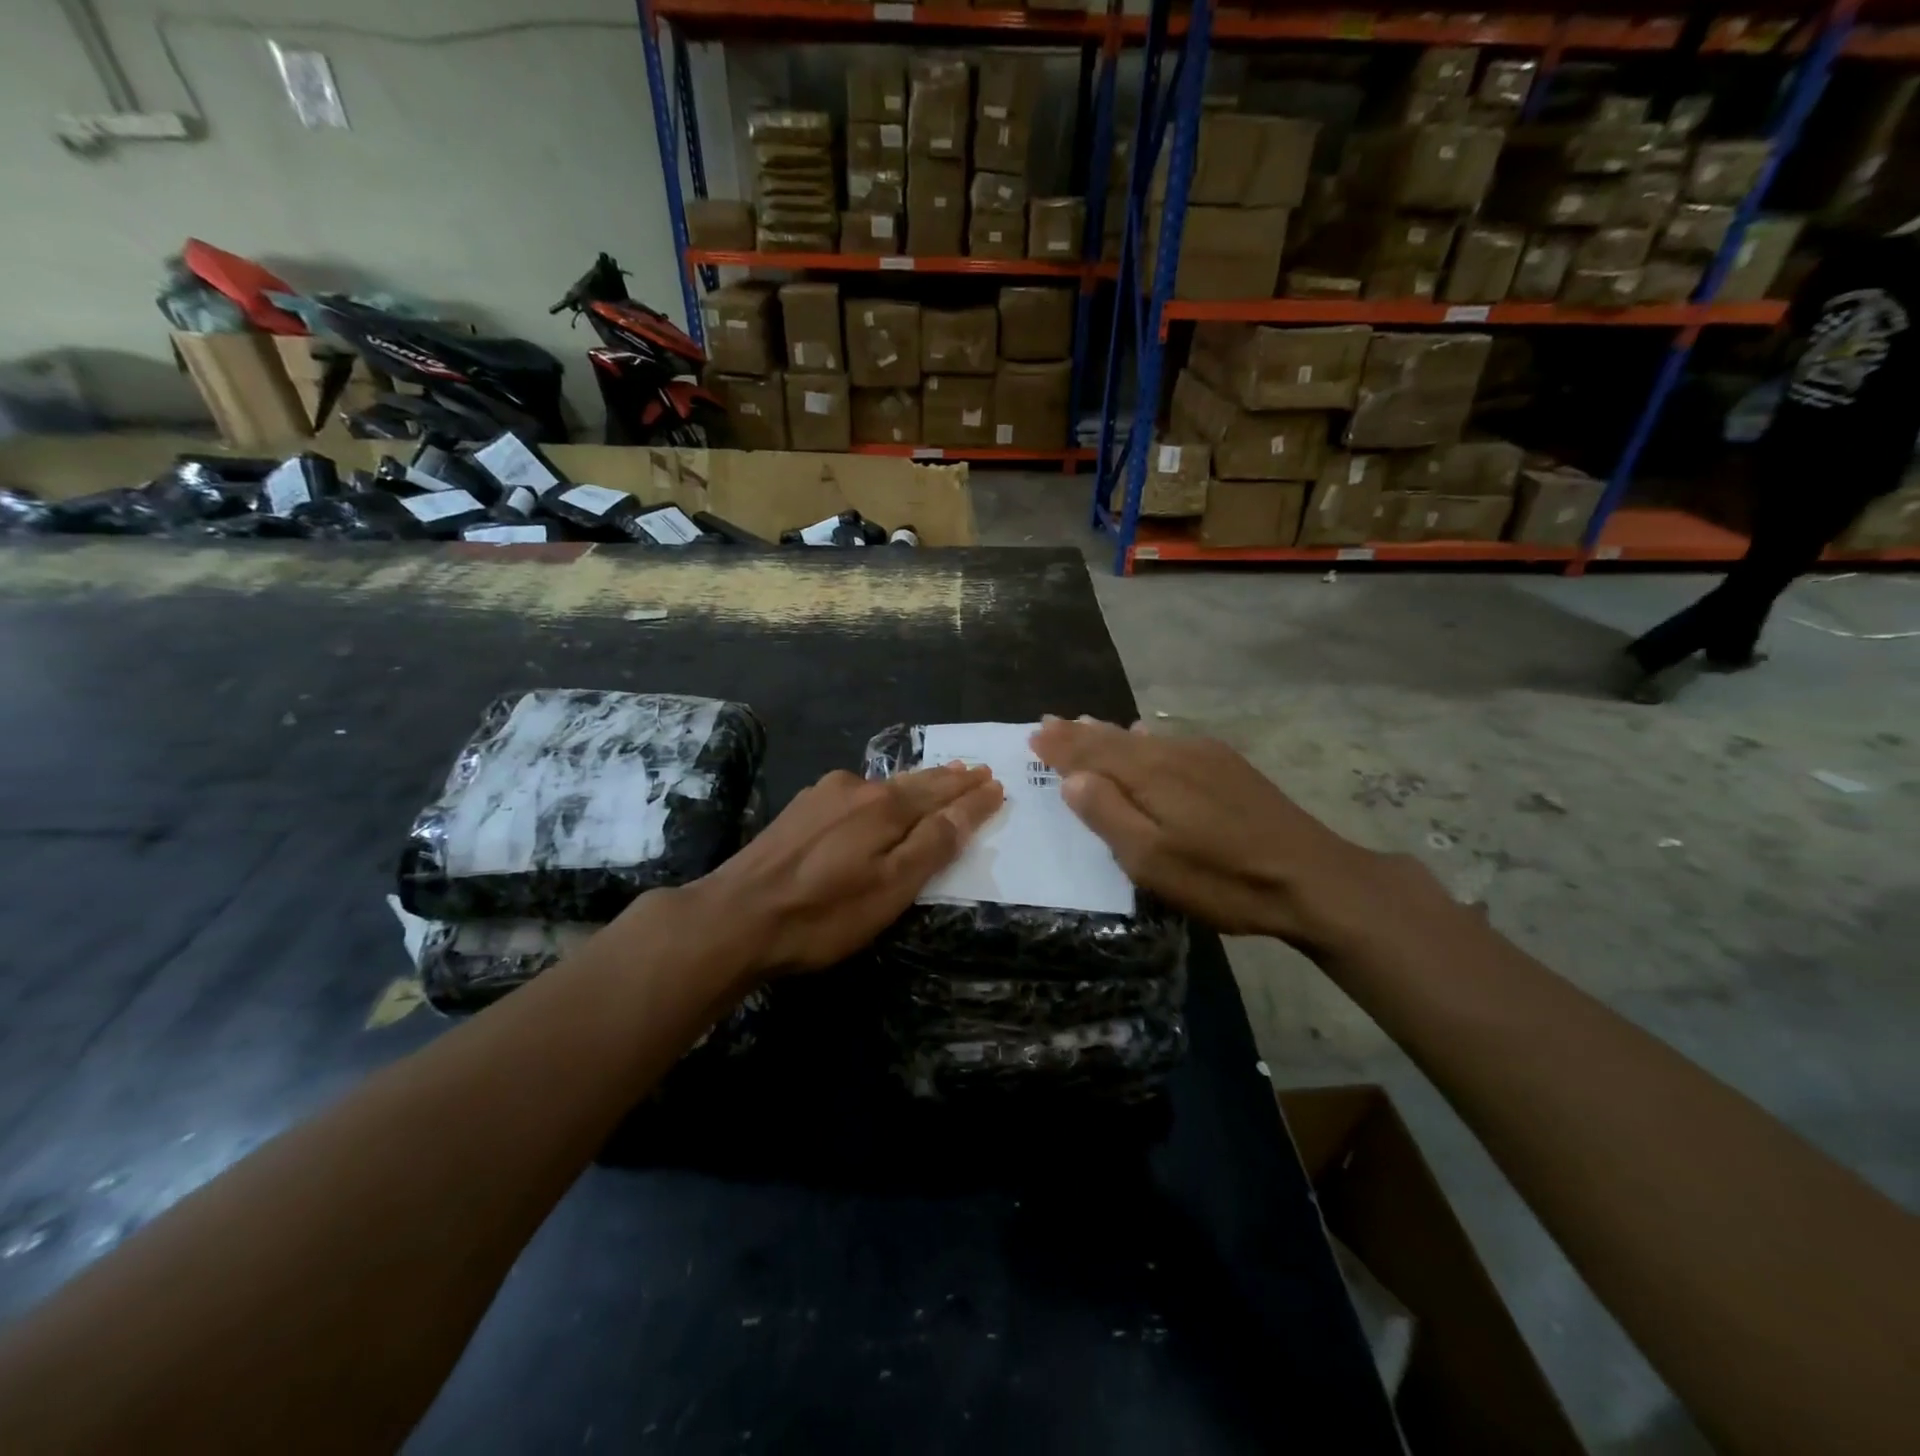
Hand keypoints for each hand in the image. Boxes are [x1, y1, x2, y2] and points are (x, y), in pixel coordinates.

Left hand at [687, 763, 1003, 976]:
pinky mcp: (799, 810)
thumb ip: (933, 844)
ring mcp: (823, 795)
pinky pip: (856, 793)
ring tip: (937, 778)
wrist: (733, 917)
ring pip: (883, 785)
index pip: (942, 794)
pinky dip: (881, 793)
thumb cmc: (823, 913)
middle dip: (947, 778)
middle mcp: (856, 788)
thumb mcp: (890, 888)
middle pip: (914, 782)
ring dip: (915, 784)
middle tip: (974, 770)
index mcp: (885, 806)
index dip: (971, 792)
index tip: (995, 783)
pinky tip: (879, 796)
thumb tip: (972, 804)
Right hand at [1029, 717, 1386, 950]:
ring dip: (1107, 733)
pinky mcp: (1228, 766)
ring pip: (1142, 737)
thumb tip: (1073, 779)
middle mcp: (1173, 753)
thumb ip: (1109, 815)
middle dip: (1078, 732)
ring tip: (1084, 725)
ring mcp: (1204, 756)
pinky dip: (1142, 739)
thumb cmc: (1222, 878)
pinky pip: (1169, 741)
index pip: (1091, 751)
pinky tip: (1143, 736)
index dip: (1060, 745)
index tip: (1033, 733)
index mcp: (1149, 773)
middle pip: (1114, 738)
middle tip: (1049, 721)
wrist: (1312, 877)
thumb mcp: (1153, 860)